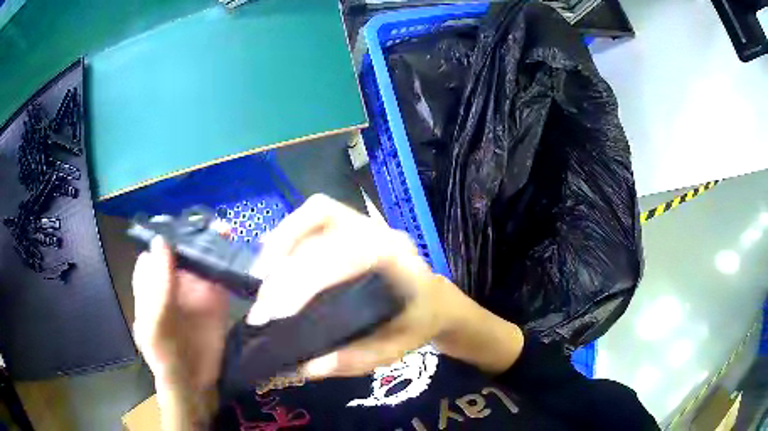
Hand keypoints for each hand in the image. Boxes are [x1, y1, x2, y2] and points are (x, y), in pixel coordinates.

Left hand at [132, 237, 229, 392]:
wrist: (193, 382)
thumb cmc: (164, 355)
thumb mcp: (154, 326)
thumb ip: (157, 289)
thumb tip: (162, 242)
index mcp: (152, 279)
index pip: (159, 246)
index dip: (171, 232)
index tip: (186, 224)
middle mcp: (173, 277)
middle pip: (184, 245)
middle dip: (198, 231)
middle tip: (214, 225)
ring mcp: (196, 286)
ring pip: (205, 255)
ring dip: (216, 242)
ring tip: (228, 233)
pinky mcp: (217, 297)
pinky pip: (223, 274)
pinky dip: (232, 263)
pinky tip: (240, 257)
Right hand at [246, 194, 511, 378]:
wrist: (434, 300)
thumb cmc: (418, 323)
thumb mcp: (395, 349)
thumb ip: (355, 359)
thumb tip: (306, 366)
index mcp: (398, 260)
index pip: (348, 255)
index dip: (307, 279)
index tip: (277, 312)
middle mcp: (380, 231)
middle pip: (325, 226)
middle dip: (285, 266)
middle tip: (263, 307)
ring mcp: (365, 223)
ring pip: (317, 212)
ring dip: (282, 241)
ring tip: (261, 279)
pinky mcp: (350, 225)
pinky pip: (314, 218)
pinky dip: (288, 237)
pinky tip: (273, 264)